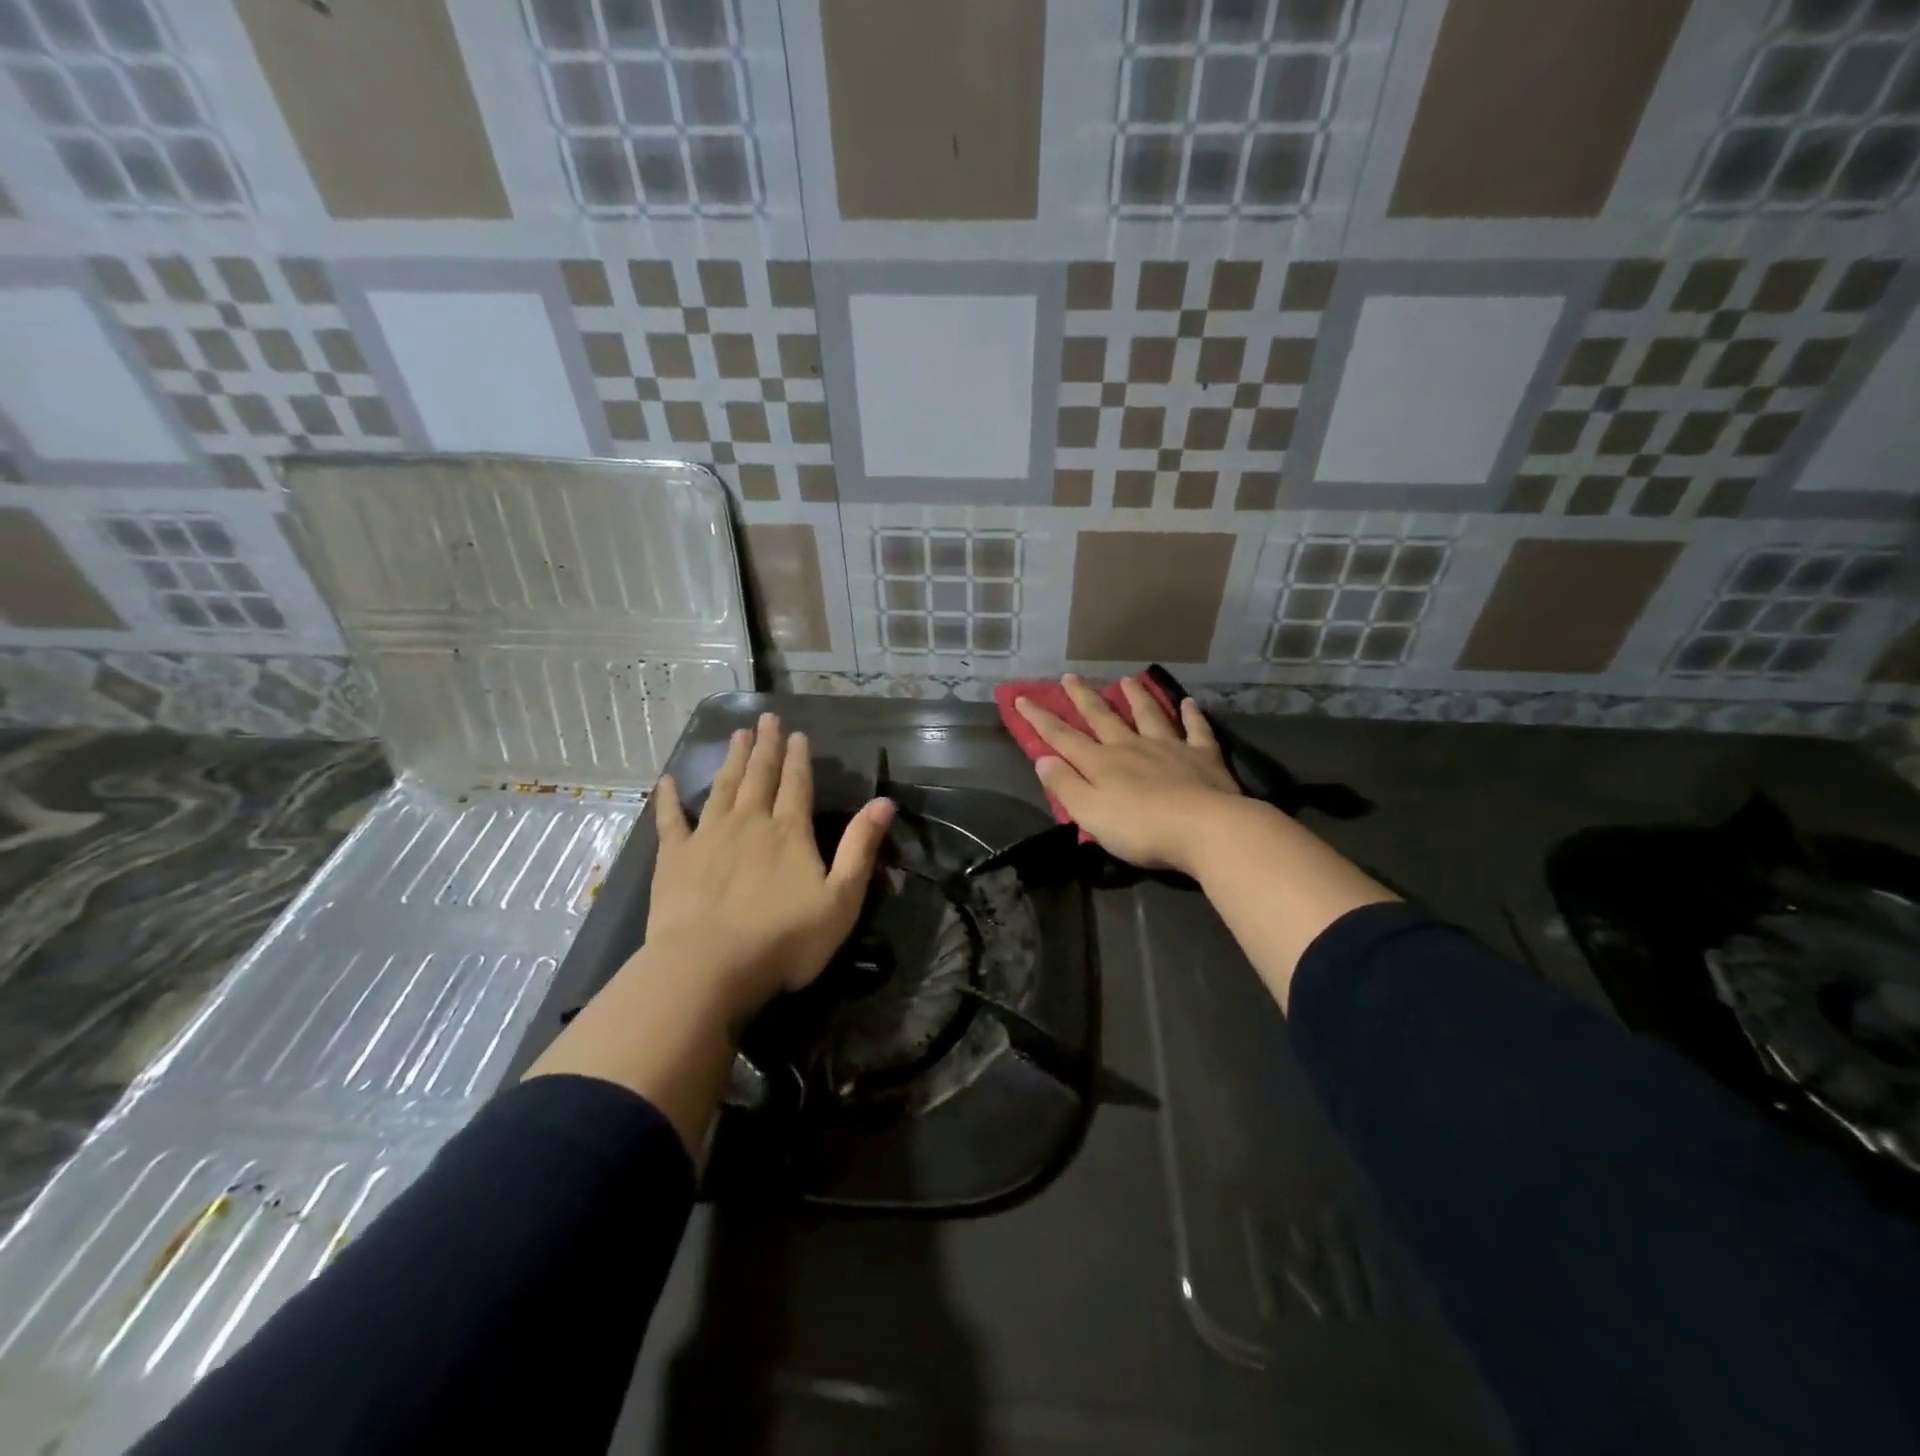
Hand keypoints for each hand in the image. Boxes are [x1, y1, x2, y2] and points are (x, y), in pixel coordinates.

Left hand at [648, 713, 893, 1020]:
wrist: (707, 966)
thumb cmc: (783, 939)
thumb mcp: (841, 899)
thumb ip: (861, 848)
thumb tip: (884, 802)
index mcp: (789, 831)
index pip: (797, 784)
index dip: (799, 757)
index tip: (797, 733)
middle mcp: (749, 822)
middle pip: (759, 775)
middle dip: (765, 746)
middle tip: (766, 719)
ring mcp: (708, 836)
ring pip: (722, 787)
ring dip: (731, 759)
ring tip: (737, 734)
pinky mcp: (674, 857)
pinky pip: (671, 819)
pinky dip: (669, 798)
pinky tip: (666, 780)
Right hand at [1016, 675, 1240, 875]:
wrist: (1204, 828)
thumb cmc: (1140, 828)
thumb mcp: (1090, 813)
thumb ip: (1065, 786)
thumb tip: (1043, 759)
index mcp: (1101, 763)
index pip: (1063, 737)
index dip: (1040, 718)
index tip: (1022, 698)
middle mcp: (1132, 747)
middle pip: (1103, 718)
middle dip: (1083, 698)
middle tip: (1070, 677)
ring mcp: (1170, 748)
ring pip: (1148, 715)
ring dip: (1136, 697)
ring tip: (1126, 680)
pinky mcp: (1203, 757)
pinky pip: (1196, 730)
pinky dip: (1191, 715)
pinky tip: (1188, 703)